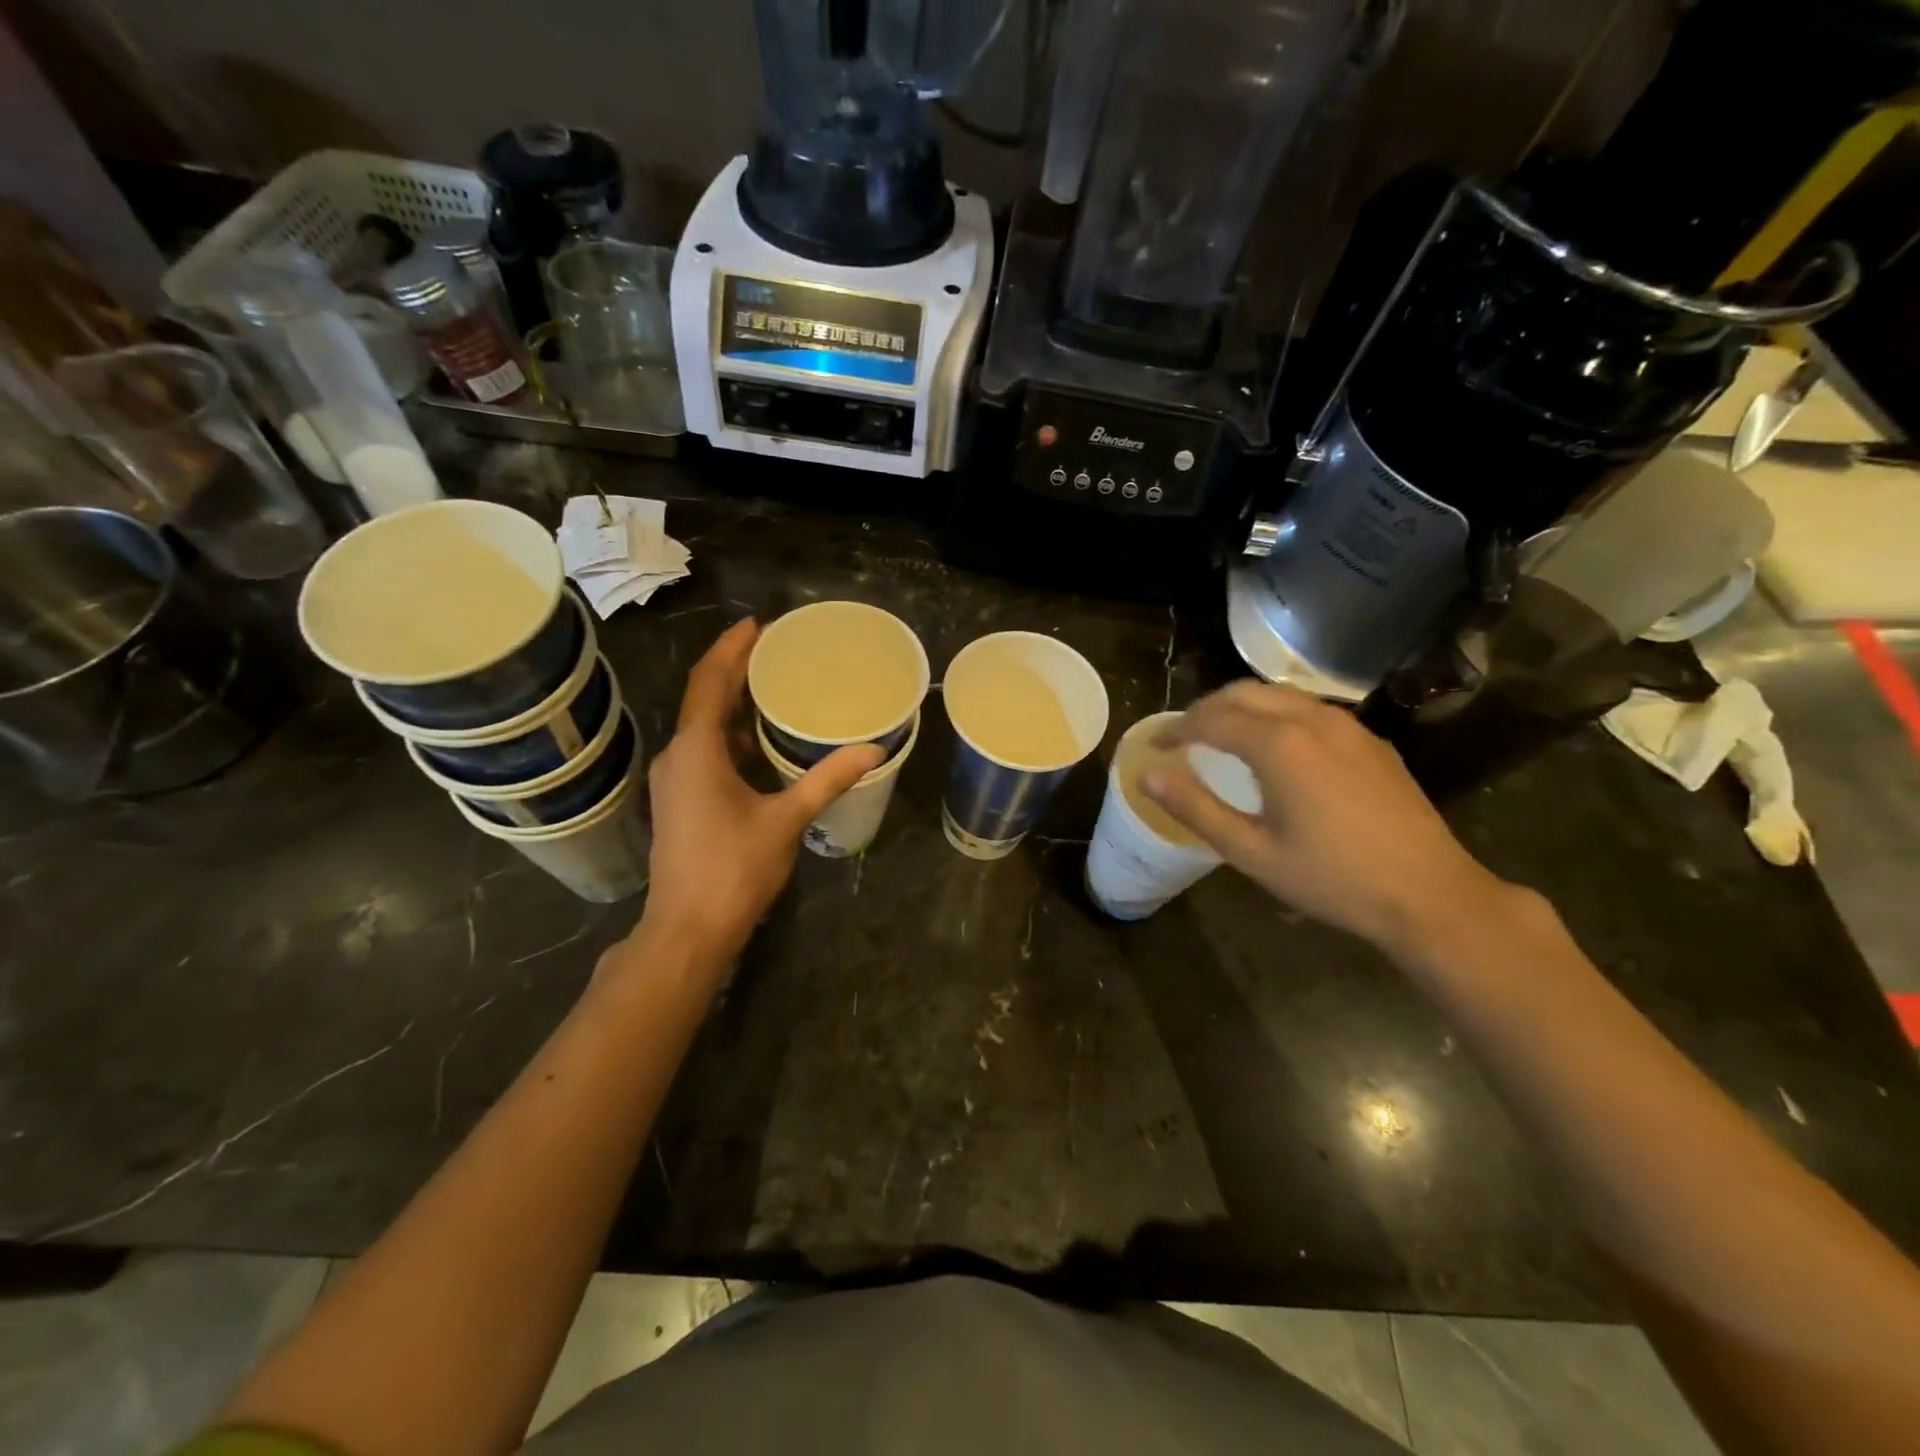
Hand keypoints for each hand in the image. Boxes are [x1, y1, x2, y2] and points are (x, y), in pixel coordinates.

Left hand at [635, 619, 882, 968]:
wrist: (688, 929)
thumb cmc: (734, 869)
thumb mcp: (787, 819)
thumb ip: (827, 779)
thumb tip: (873, 749)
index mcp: (697, 750)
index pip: (710, 681)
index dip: (732, 648)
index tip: (757, 624)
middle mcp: (678, 757)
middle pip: (704, 698)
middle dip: (734, 670)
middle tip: (772, 648)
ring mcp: (674, 781)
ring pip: (702, 727)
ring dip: (731, 704)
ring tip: (770, 687)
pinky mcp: (679, 802)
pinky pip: (704, 751)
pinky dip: (729, 736)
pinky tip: (759, 744)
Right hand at [1142, 682, 1515, 955]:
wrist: (1429, 895)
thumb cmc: (1332, 879)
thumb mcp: (1251, 852)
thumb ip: (1195, 808)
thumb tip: (1147, 775)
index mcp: (1280, 745)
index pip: (1212, 719)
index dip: (1177, 728)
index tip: (1156, 745)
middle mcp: (1313, 720)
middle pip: (1245, 693)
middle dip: (1207, 709)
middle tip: (1184, 737)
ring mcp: (1349, 727)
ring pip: (1281, 696)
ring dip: (1243, 707)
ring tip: (1223, 736)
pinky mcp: (1372, 742)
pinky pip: (1311, 710)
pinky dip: (1278, 715)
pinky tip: (1278, 748)